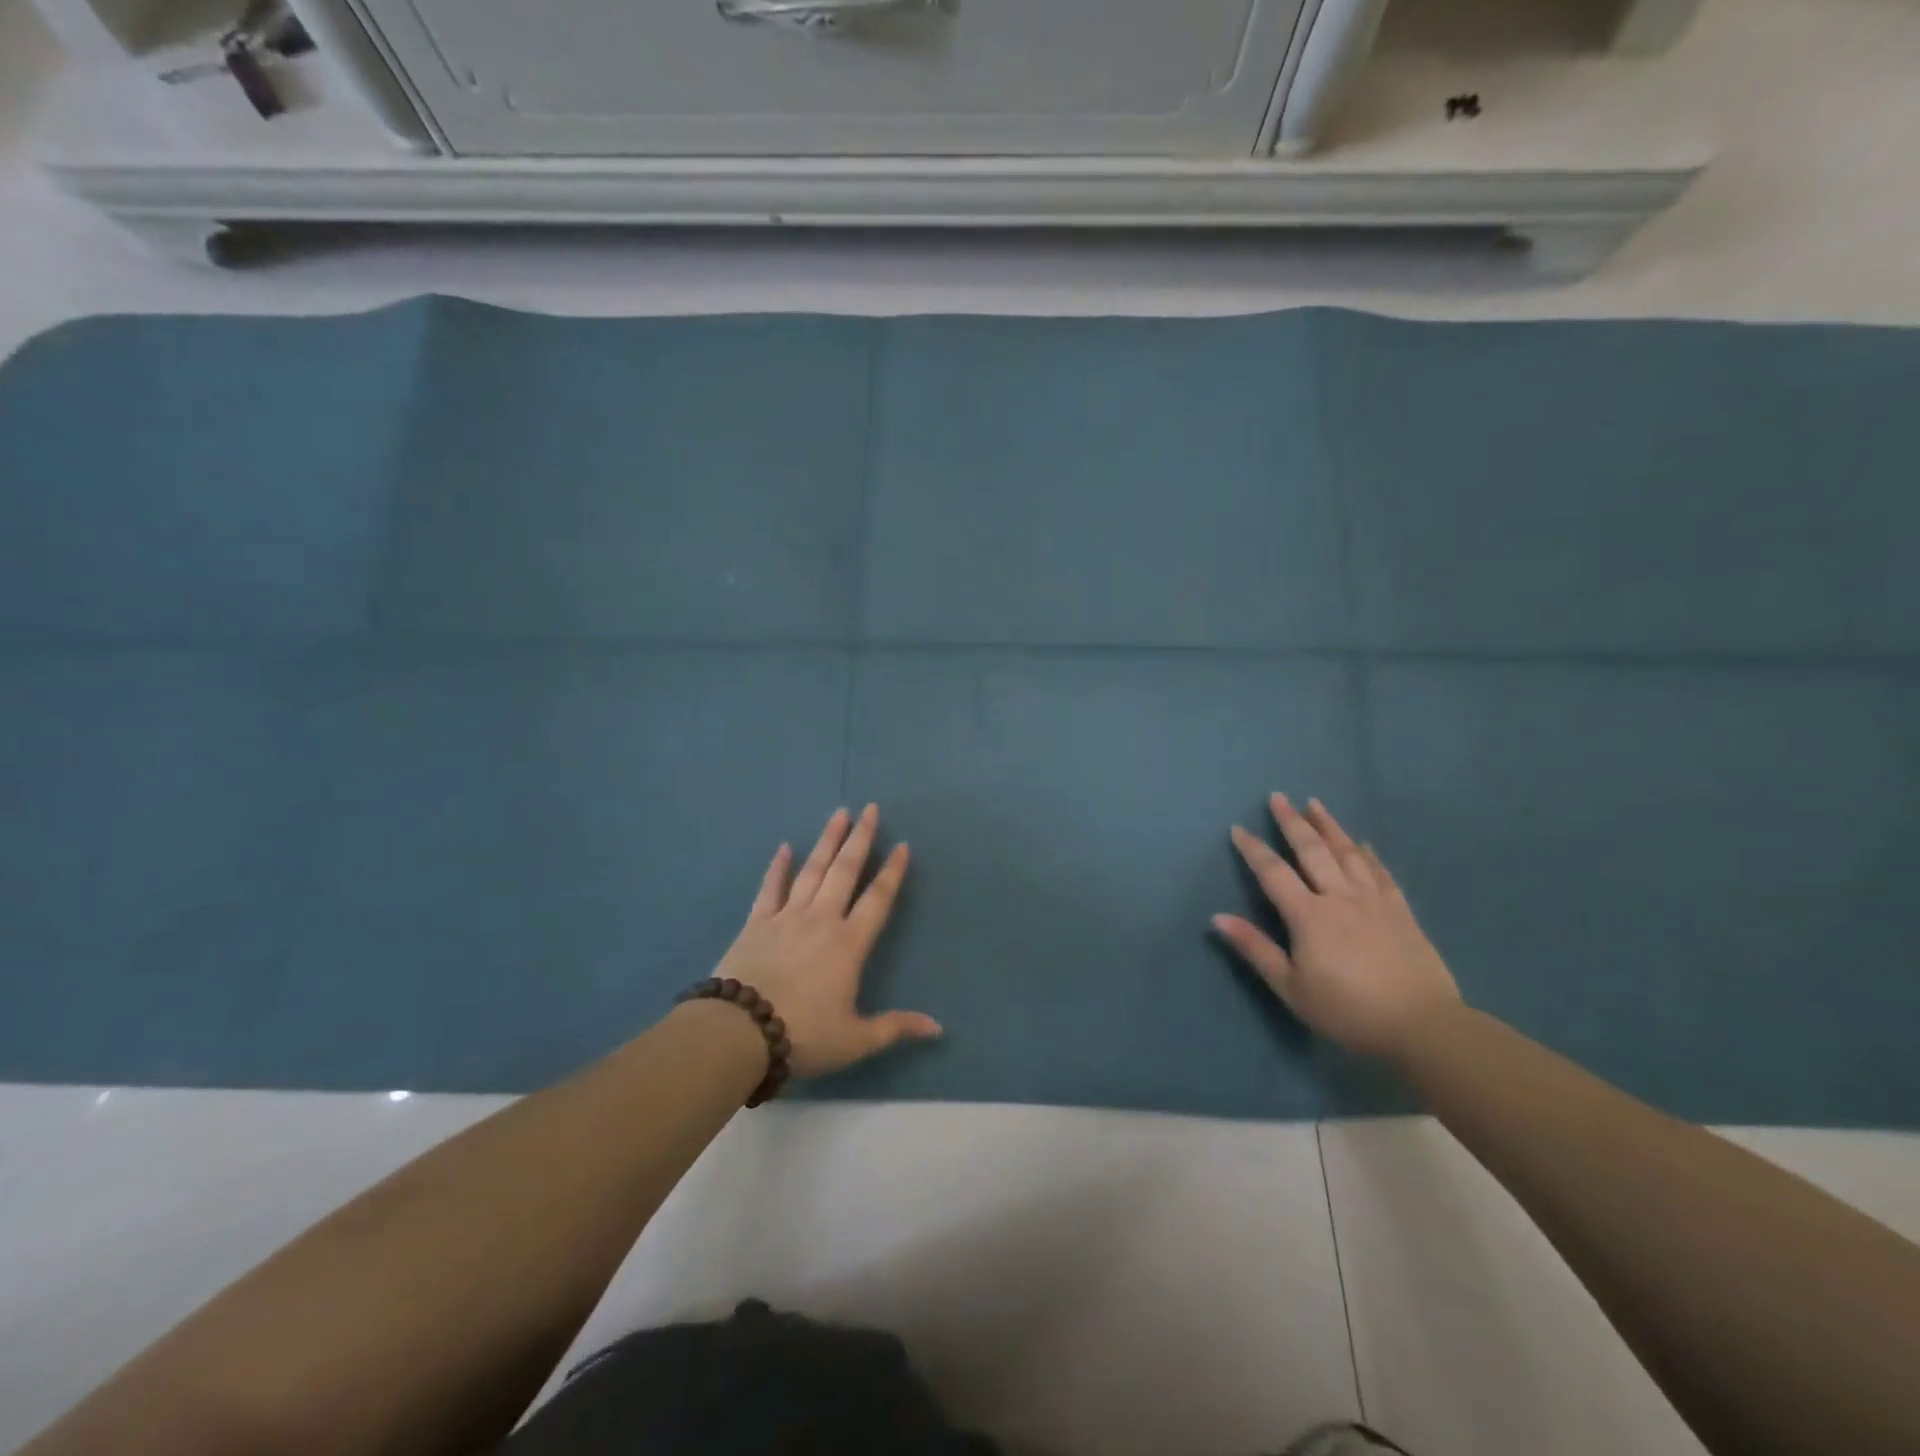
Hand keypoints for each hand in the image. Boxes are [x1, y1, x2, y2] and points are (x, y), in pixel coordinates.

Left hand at [712, 804, 940, 1077]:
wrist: (739, 1031)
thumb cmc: (803, 1034)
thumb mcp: (855, 1039)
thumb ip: (895, 1027)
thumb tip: (938, 1028)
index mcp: (849, 944)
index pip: (877, 899)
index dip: (892, 872)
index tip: (902, 845)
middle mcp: (822, 920)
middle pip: (845, 871)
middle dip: (860, 838)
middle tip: (871, 809)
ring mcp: (787, 917)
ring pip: (812, 870)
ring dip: (827, 841)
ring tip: (839, 814)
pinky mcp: (756, 922)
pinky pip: (770, 888)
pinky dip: (778, 867)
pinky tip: (784, 847)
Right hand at [1213, 794, 1461, 1060]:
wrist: (1422, 1026)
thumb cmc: (1347, 1010)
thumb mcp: (1291, 987)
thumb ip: (1255, 949)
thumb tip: (1217, 918)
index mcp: (1309, 915)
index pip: (1273, 873)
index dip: (1253, 850)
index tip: (1238, 829)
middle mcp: (1339, 897)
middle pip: (1312, 850)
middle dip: (1292, 822)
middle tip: (1278, 797)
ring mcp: (1374, 901)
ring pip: (1348, 853)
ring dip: (1329, 826)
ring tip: (1315, 804)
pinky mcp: (1401, 911)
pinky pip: (1381, 872)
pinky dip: (1368, 854)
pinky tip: (1361, 843)